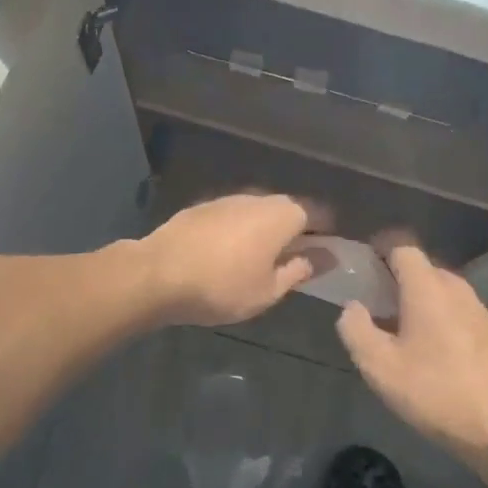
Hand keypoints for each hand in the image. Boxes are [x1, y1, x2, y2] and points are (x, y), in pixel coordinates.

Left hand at [139, 194, 321, 326]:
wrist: (157, 274)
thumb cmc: (222, 287)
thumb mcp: (269, 289)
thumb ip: (300, 270)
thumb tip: (327, 257)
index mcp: (282, 215)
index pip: (318, 214)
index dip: (327, 231)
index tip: (330, 250)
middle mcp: (258, 198)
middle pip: (287, 210)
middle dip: (296, 230)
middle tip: (297, 258)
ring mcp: (226, 200)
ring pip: (258, 212)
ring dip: (265, 230)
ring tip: (262, 258)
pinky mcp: (201, 208)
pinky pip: (232, 217)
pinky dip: (239, 231)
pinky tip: (229, 254)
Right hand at [336, 245, 487, 475]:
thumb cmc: (433, 392)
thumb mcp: (379, 367)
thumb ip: (356, 330)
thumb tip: (352, 307)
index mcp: (428, 289)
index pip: (403, 249)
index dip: (381, 252)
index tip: (364, 269)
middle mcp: (457, 290)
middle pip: (424, 269)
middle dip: (398, 280)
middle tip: (376, 306)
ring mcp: (480, 311)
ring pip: (443, 291)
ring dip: (421, 300)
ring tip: (402, 330)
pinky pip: (459, 311)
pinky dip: (441, 317)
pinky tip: (434, 350)